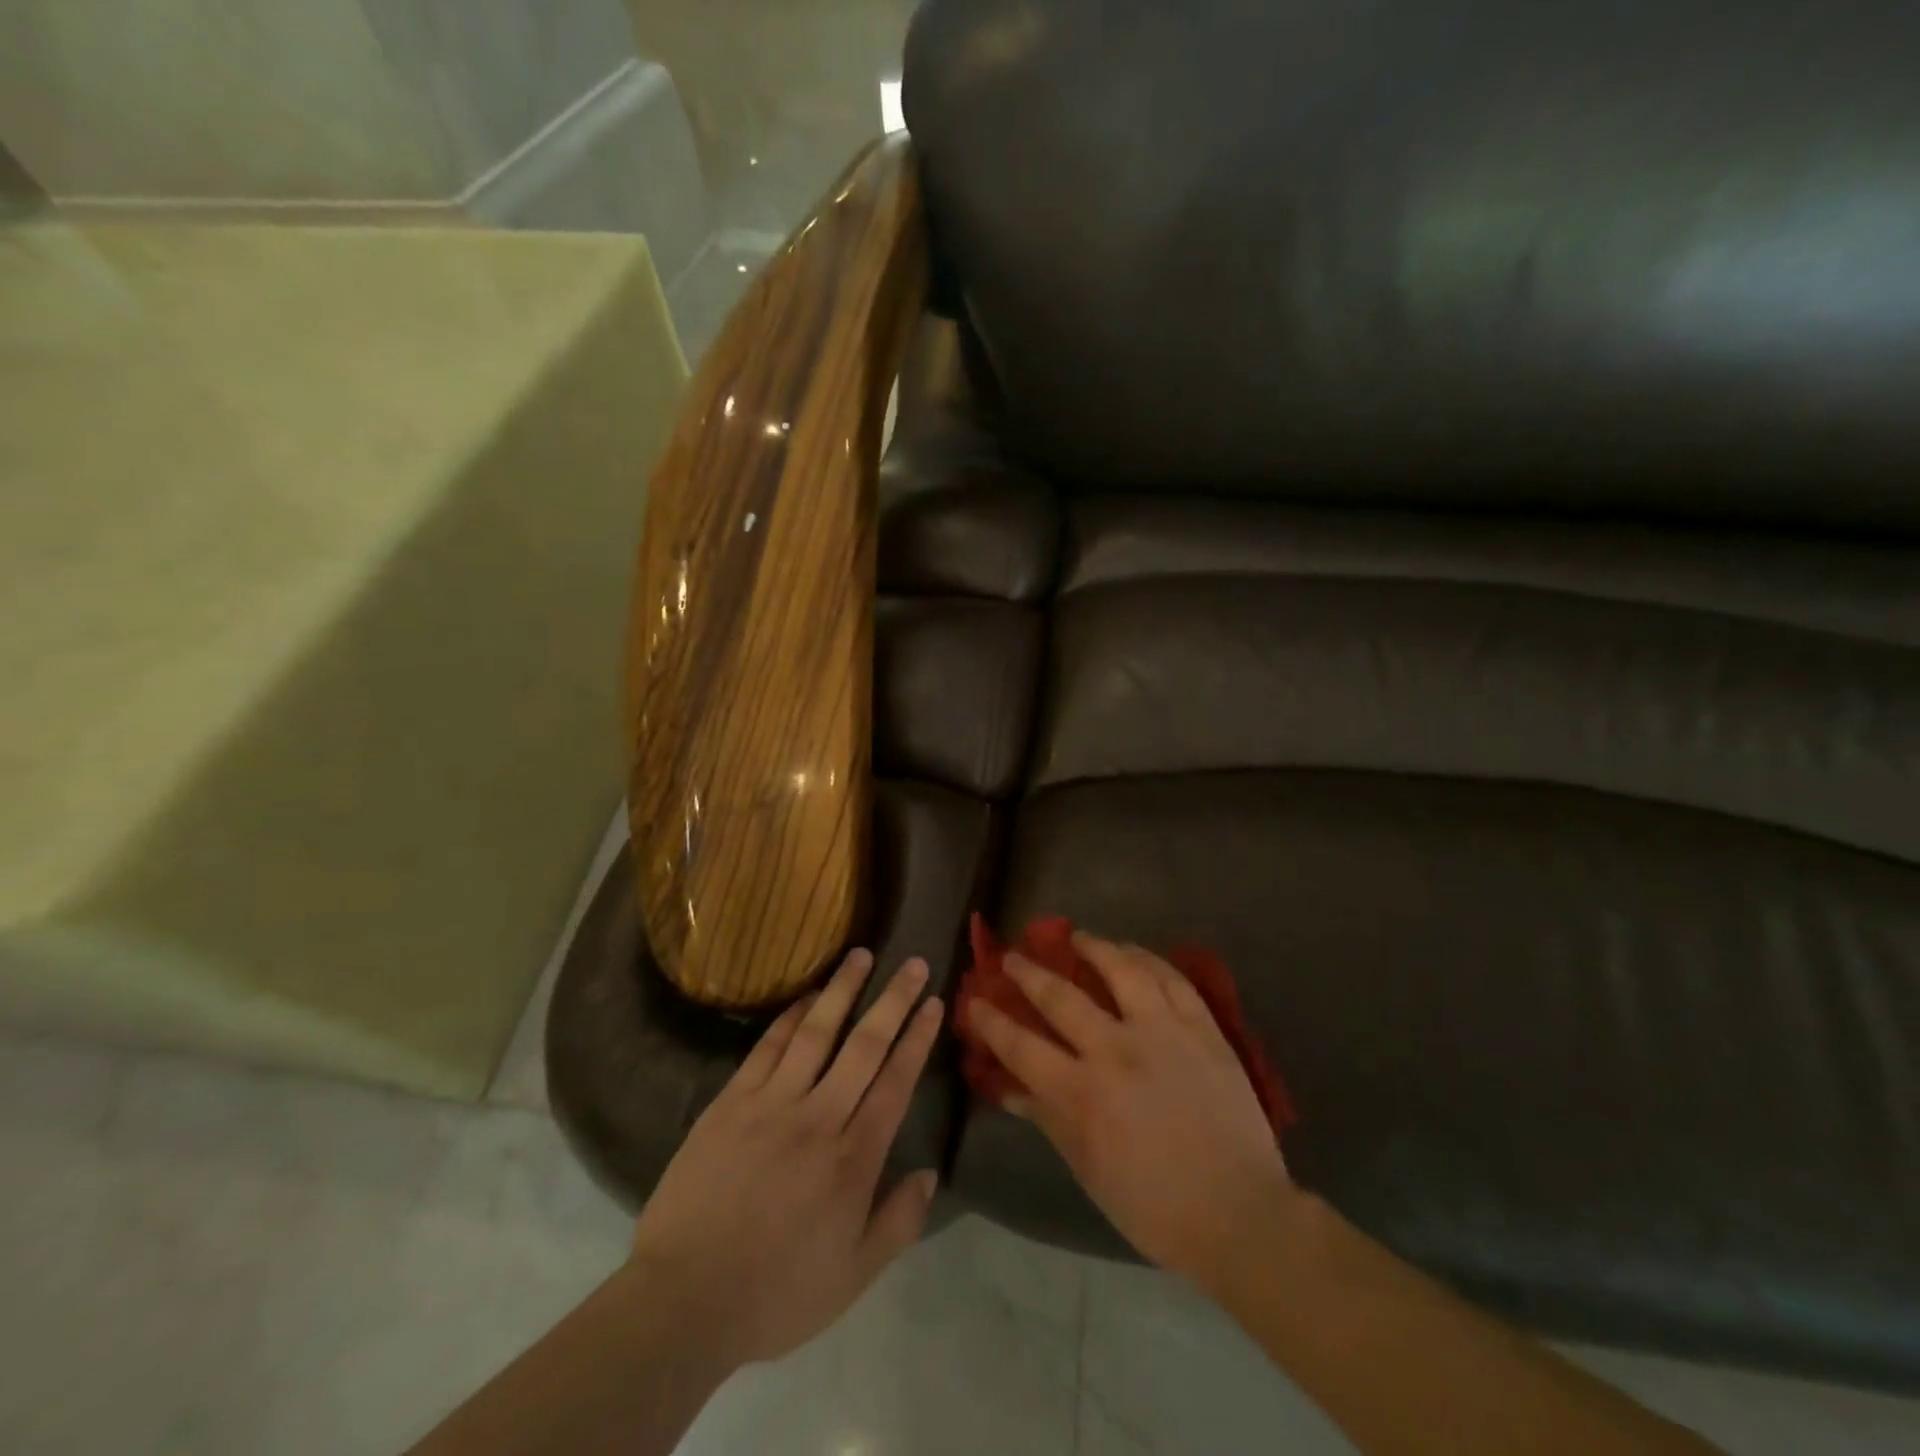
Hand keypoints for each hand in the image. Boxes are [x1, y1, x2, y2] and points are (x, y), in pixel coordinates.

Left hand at [628, 949, 944, 1369]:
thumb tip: (930, 1172)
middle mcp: (819, 1118)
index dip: (917, 1038)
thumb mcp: (852, 1277)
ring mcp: (771, 1104)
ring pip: (816, 1033)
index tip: (932, 1003)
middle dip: (893, 1000)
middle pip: (864, 1046)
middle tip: (912, 962)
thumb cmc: (775, 1293)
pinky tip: (808, 996)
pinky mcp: (731, 1102)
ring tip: (861, 955)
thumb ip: (898, 1223)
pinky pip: (767, 1048)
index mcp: (853, 1159)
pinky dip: (790, 1016)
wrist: (684, 1301)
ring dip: (842, 990)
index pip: (895, 1082)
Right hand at [964, 932, 1293, 1289]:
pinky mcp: (1202, 1028)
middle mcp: (1115, 1050)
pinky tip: (1134, 952)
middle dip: (1028, 973)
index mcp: (1081, 1093)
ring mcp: (1162, 1032)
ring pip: (1120, 970)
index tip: (974, 1000)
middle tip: (1013, 956)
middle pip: (1060, 996)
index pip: (1020, 1045)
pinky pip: (1172, 979)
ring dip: (1092, 947)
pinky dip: (1148, 959)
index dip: (991, 1020)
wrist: (1239, 1213)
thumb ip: (1046, 1118)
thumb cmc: (1153, 1205)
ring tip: (1076, 936)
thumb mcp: (1087, 1169)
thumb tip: (1006, 1088)